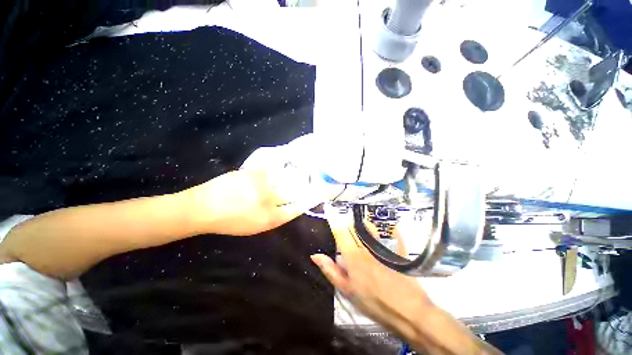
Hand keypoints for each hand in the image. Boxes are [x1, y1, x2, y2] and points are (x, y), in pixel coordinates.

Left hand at [182, 167, 320, 235]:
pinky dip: (281, 163)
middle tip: (314, 182)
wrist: (204, 208)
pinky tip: (286, 160)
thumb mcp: (256, 227)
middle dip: (307, 187)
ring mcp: (262, 184)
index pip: (297, 208)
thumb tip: (293, 206)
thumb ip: (277, 217)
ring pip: (287, 178)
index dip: (309, 201)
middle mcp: (269, 200)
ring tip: (303, 171)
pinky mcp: (254, 172)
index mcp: (270, 217)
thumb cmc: (230, 222)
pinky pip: (273, 166)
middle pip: (295, 192)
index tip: (317, 195)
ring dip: (297, 174)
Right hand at [310, 205, 430, 330]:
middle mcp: (366, 246)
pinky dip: (383, 225)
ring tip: (357, 221)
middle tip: (342, 219)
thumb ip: (330, 270)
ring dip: (361, 221)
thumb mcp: (347, 291)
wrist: (408, 311)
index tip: (329, 209)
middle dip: (346, 220)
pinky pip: (389, 231)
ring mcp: (382, 246)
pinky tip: (382, 223)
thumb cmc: (373, 302)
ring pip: (369, 226)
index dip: (333, 219)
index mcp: (353, 256)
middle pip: (353, 226)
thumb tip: (315, 255)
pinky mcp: (396, 248)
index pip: (340, 231)